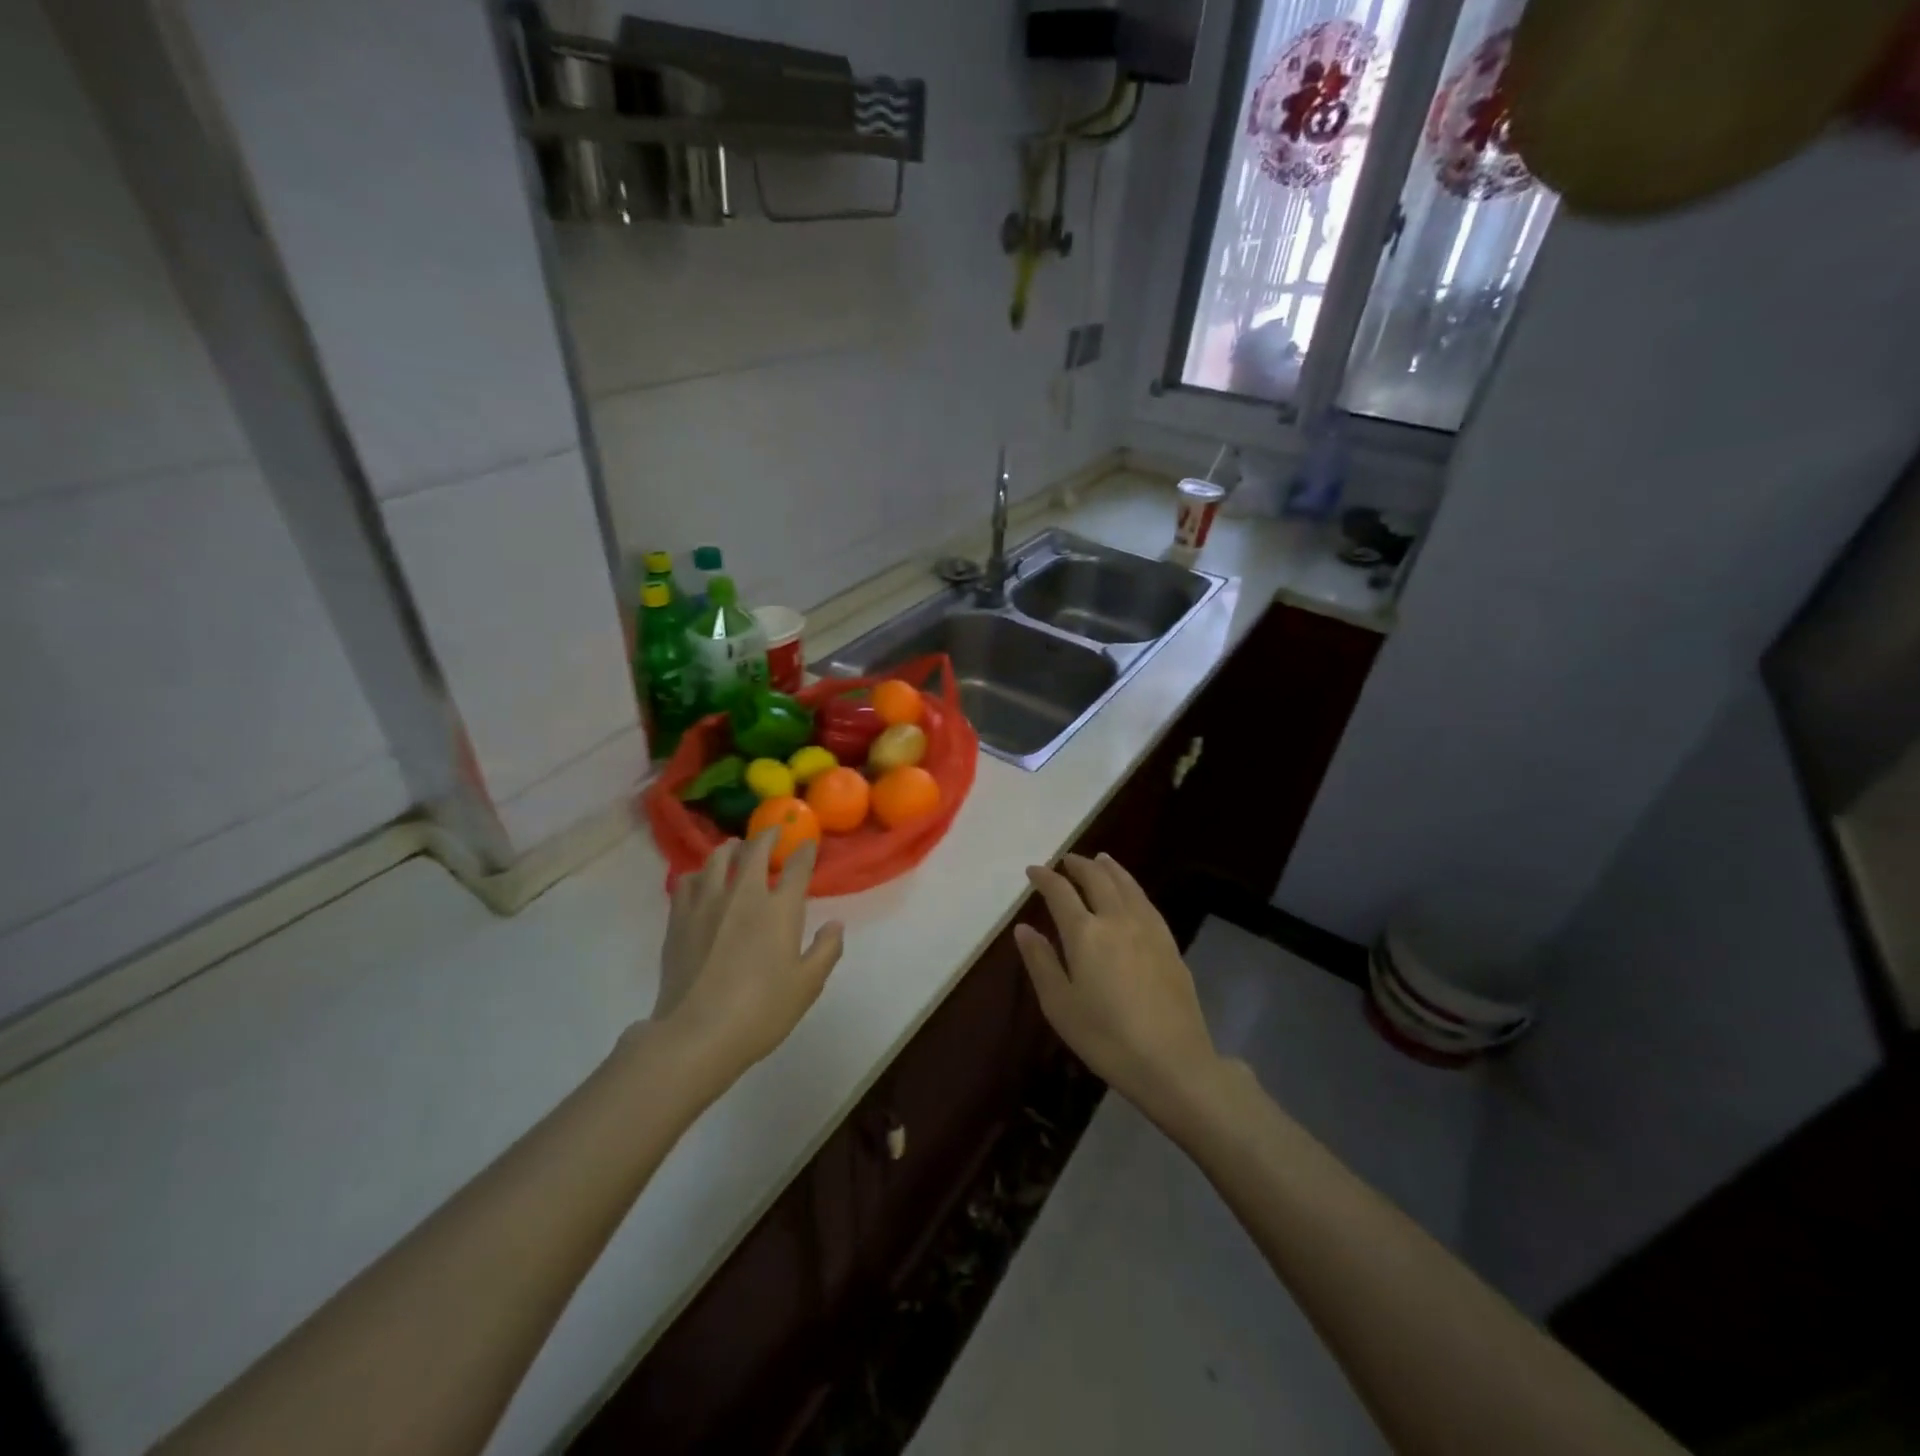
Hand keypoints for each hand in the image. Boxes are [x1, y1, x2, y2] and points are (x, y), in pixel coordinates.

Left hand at [649, 831, 844, 1090]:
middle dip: (767, 837)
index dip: (805, 851)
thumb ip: (826, 950)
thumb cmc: (761, 1010)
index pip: (797, 867)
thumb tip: (835, 925)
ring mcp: (706, 903)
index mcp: (779, 909)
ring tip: (735, 848)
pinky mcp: (679, 918)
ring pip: (716, 859)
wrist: (696, 1033)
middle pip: (754, 851)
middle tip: (773, 833)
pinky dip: (698, 874)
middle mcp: (743, 895)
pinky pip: (686, 881)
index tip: (808, 844)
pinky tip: (700, 880)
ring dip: (730, 848)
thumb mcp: (807, 985)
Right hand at [1015, 854, 1220, 1120]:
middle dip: (1078, 865)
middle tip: (1065, 860)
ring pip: (1126, 884)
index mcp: (1085, 933)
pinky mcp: (1169, 942)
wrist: (1172, 1061)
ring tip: (1099, 860)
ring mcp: (1147, 928)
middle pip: (1097, 879)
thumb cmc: (1106, 1038)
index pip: (1060, 892)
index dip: (1045, 878)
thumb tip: (1024, 928)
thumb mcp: (1060, 1005)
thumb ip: (1041, 962)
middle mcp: (1116, 919)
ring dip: (1109, 868)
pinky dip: (1131, 885)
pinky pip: (1145, 900)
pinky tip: (1130, 892)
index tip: (1033, 870)